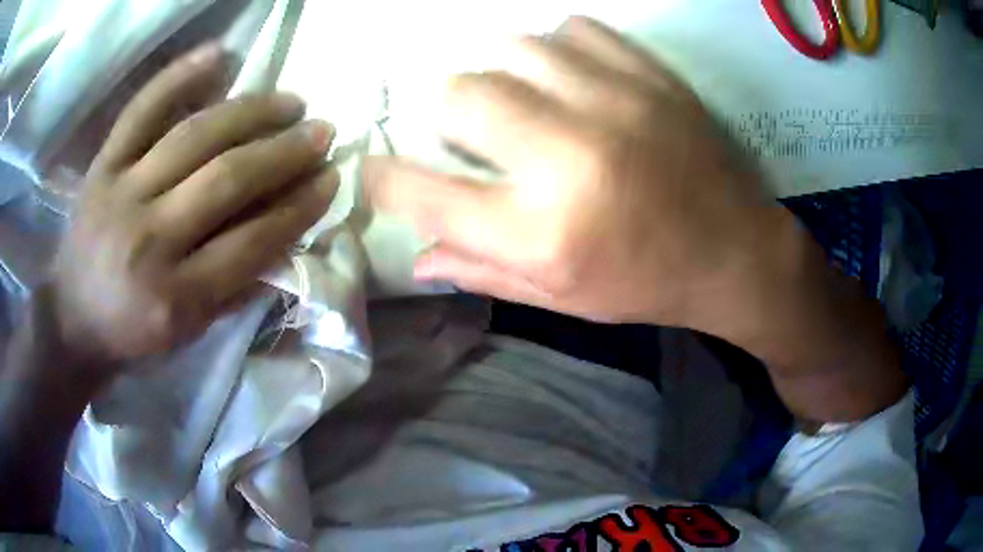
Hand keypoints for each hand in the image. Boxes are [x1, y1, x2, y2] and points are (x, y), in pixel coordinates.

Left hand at [50, 43, 336, 368]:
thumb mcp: (189, 332)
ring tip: (289, 101)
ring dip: (251, 111)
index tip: (330, 179)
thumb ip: (235, 286)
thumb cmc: (132, 334)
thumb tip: (285, 233)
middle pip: (227, 179)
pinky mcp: (103, 166)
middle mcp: (149, 240)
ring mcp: (122, 193)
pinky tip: (220, 54)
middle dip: (284, 152)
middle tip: (321, 132)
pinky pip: (142, 110)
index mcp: (175, 298)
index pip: (252, 241)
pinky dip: (180, 76)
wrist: (72, 318)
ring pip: (194, 136)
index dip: (298, 206)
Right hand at [363, 17, 786, 328]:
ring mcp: (614, 103)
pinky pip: (571, 30)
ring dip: (498, 73)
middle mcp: (569, 158)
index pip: (423, 193)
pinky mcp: (648, 76)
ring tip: (518, 100)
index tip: (376, 169)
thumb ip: (482, 271)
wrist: (736, 252)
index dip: (383, 178)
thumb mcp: (561, 297)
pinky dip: (552, 49)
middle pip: (457, 94)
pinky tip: (566, 77)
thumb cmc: (647, 283)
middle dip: (442, 111)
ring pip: (510, 48)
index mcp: (542, 233)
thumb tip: (417, 257)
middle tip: (466, 131)